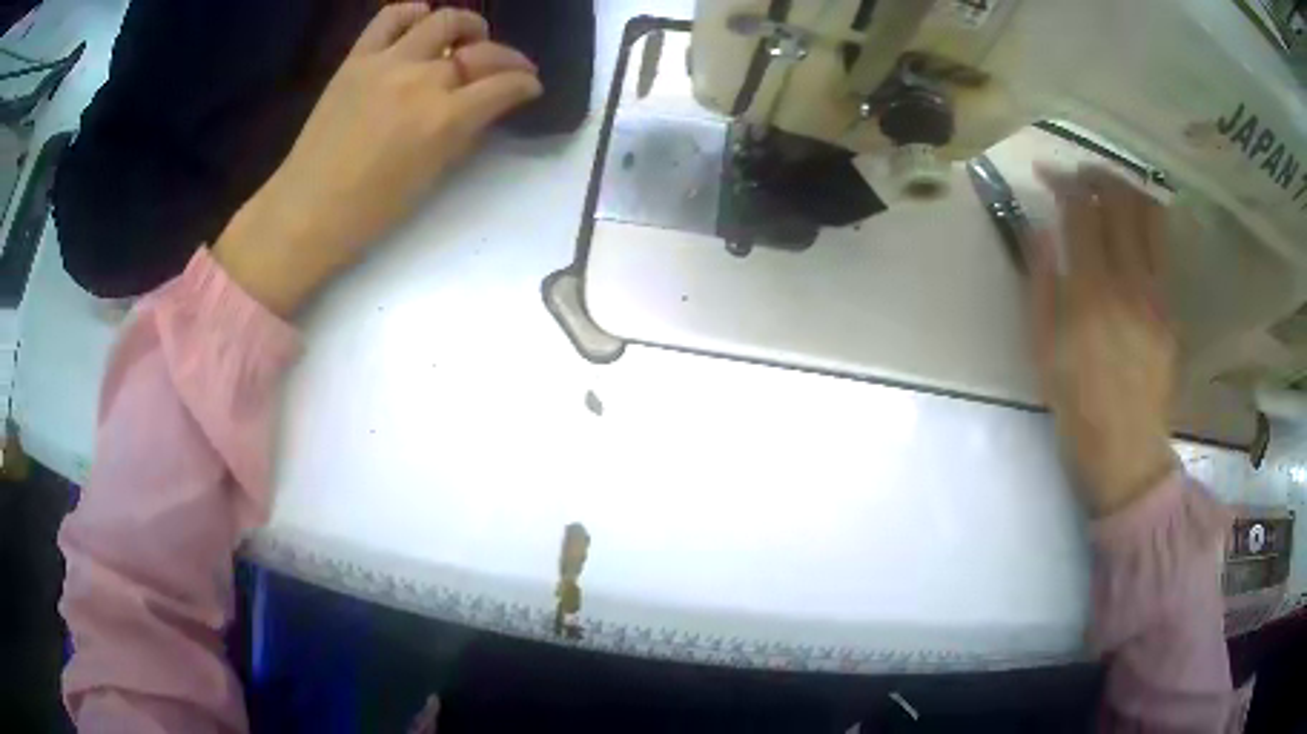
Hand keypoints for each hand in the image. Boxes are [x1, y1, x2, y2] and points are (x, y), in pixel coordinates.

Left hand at [214, 4, 542, 315]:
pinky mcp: (357, 58)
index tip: (530, 87)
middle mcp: (422, 80)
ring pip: (443, 20)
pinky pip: (391, 17)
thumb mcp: (433, 176)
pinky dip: (413, 13)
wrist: (308, 209)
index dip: (526, 84)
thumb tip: (484, 107)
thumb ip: (464, 133)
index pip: (505, 85)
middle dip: (508, 59)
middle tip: (508, 70)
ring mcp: (387, 63)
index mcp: (444, 119)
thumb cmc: (372, 209)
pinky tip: (421, 21)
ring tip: (469, 37)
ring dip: (467, 25)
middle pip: (481, 51)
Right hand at [1030, 164, 1176, 515]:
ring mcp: (1156, 292)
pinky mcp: (1170, 308)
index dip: (1064, 181)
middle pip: (1121, 200)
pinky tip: (1132, 232)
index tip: (1048, 173)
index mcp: (1090, 292)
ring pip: (1150, 216)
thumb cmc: (1076, 405)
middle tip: (1080, 175)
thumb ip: (1040, 283)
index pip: (1082, 210)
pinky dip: (1145, 224)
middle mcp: (1129, 281)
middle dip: (1097, 174)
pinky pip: (1162, 248)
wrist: (1127, 448)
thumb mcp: (1043, 349)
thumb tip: (1039, 230)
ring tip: (1111, 192)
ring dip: (1128, 191)